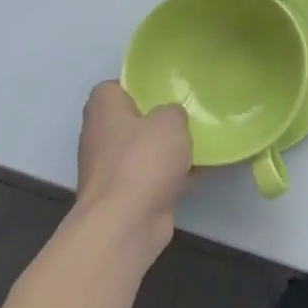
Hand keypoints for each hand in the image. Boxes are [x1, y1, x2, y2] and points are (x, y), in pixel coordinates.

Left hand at [72, 82, 191, 256]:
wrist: (126, 223)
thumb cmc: (143, 161)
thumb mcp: (169, 121)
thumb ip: (173, 111)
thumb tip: (170, 118)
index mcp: (104, 109)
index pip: (113, 87)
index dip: (137, 85)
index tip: (164, 89)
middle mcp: (101, 136)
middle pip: (132, 119)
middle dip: (158, 119)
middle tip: (189, 113)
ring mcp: (112, 169)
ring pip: (145, 149)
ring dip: (168, 149)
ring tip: (202, 140)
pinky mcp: (127, 194)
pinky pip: (155, 176)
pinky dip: (176, 174)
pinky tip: (205, 170)